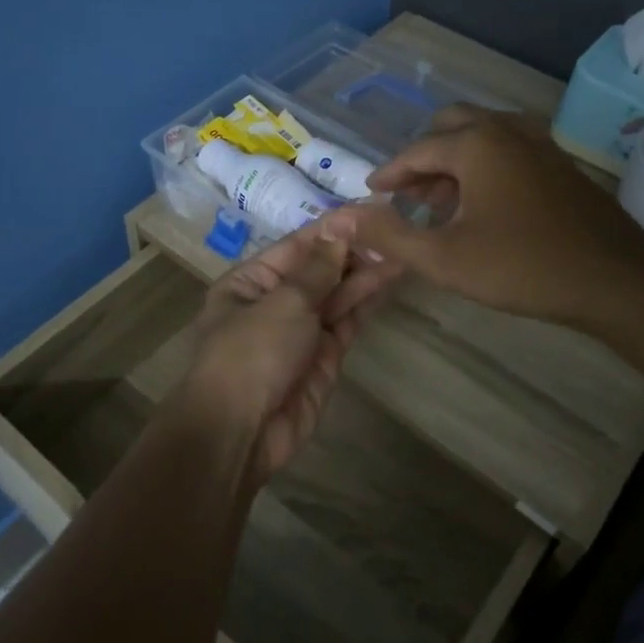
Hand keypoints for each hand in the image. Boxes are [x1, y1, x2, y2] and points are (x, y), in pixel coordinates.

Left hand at [177, 223, 393, 480]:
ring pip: (338, 294)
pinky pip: (347, 322)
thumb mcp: (282, 302)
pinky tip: (390, 278)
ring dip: (366, 272)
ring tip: (404, 247)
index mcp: (251, 281)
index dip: (334, 228)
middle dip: (354, 250)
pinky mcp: (324, 357)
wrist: (240, 433)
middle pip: (320, 269)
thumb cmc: (250, 354)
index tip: (371, 209)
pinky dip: (366, 301)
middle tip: (398, 227)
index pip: (298, 245)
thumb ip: (317, 268)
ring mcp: (301, 331)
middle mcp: (275, 302)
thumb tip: (340, 227)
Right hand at [320, 105, 643, 327]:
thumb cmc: (520, 266)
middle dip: (423, 157)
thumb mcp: (442, 257)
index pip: (417, 151)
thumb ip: (388, 235)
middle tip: (406, 193)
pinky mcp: (559, 162)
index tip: (372, 194)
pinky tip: (482, 203)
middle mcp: (506, 130)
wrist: (613, 278)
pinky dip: (484, 164)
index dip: (389, 174)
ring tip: (439, 201)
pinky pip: (508, 148)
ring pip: (482, 135)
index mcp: (475, 144)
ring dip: (454, 159)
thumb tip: (339, 218)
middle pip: (451, 125)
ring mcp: (539, 143)